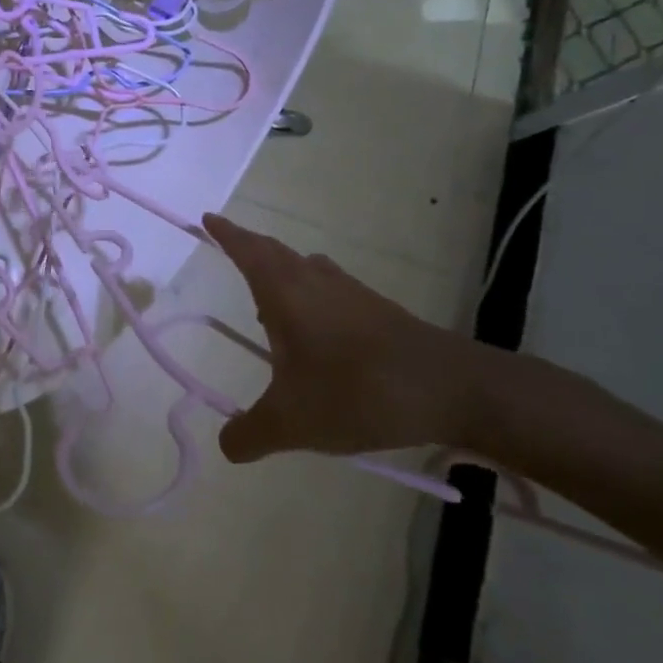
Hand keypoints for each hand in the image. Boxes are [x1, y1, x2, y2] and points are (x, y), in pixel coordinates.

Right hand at [201, 213, 483, 462]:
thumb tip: (227, 445)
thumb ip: (250, 434)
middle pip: (275, 253)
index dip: (225, 233)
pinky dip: (311, 297)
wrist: (454, 390)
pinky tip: (317, 334)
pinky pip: (331, 290)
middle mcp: (315, 281)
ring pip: (306, 270)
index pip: (247, 250)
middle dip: (249, 249)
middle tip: (230, 252)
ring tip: (268, 304)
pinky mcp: (380, 311)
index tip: (207, 218)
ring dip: (283, 273)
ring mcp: (352, 293)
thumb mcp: (292, 423)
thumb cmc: (357, 391)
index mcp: (285, 292)